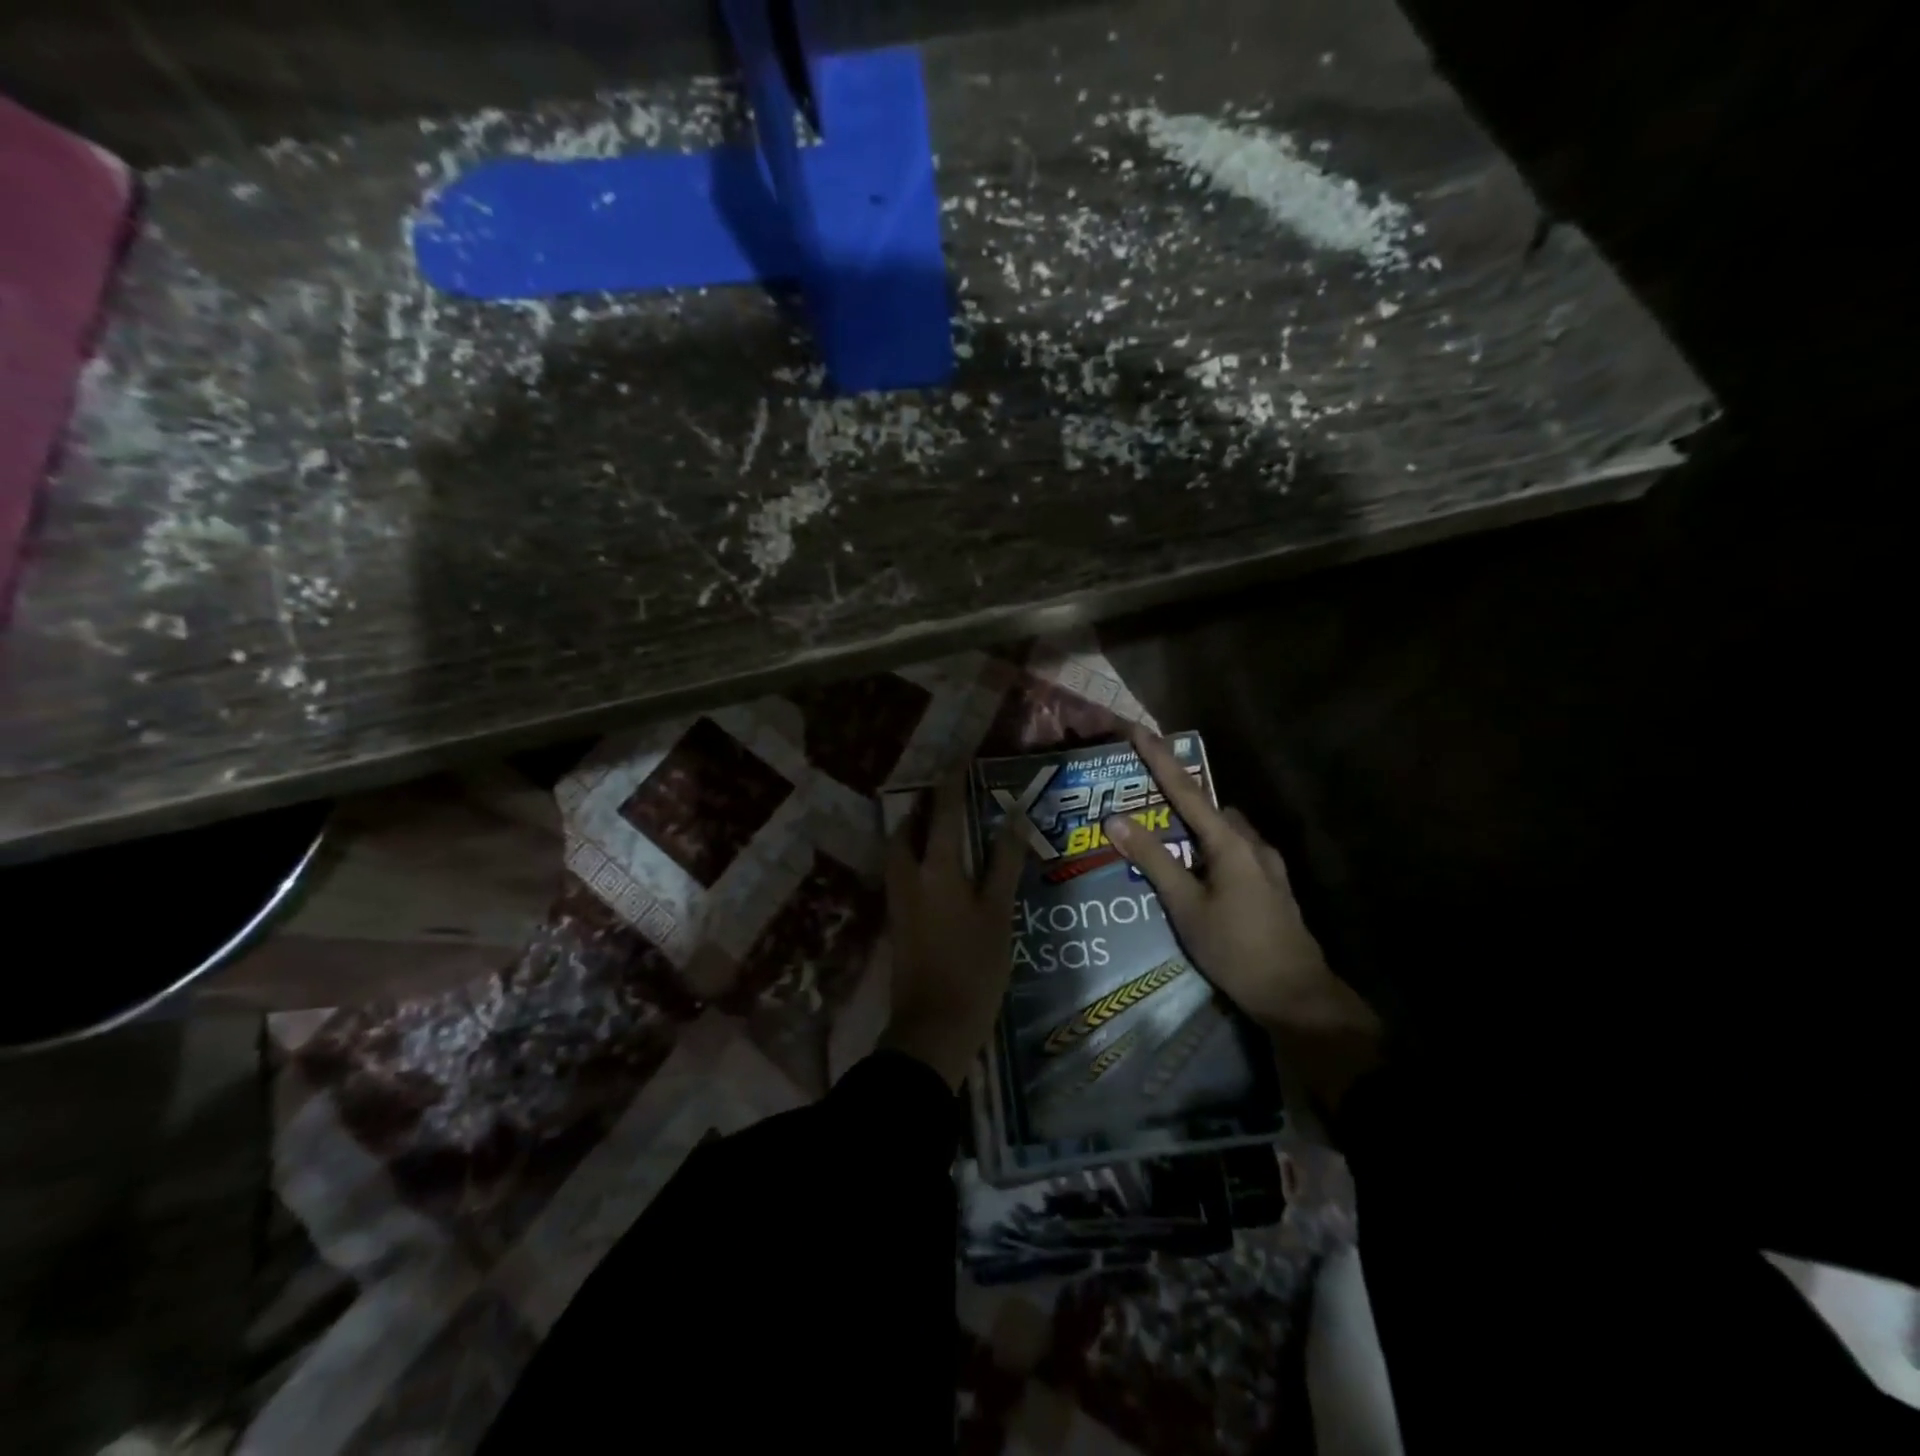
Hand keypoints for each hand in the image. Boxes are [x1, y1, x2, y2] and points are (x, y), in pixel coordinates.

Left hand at [879, 776, 1026, 1089]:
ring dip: (915, 832)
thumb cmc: (975, 967)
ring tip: (940, 827)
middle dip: (924, 808)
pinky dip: (913, 856)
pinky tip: (935, 868)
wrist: (933, 1026)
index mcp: (936, 868)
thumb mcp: (998, 913)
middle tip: (947, 797)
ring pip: (899, 851)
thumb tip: (1014, 817)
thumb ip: (1004, 863)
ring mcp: (897, 899)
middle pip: (908, 828)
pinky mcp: (896, 921)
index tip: (960, 760)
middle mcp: (909, 875)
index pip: (943, 812)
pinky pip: (900, 872)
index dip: (952, 784)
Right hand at [1102, 725, 1381, 1106]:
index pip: (1187, 790)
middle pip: (1207, 806)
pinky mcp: (1271, 885)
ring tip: (1162, 836)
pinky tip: (1195, 871)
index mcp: (1230, 842)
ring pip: (1223, 830)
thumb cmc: (1236, 950)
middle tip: (1140, 797)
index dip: (1159, 758)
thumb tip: (1115, 819)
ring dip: (1194, 824)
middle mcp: (1251, 843)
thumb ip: (1153, 860)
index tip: (1136, 729)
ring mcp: (1266, 864)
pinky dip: (1208, 848)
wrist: (1297, 996)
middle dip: (1175, 794)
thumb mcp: (1186, 906)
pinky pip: (1233, 851)